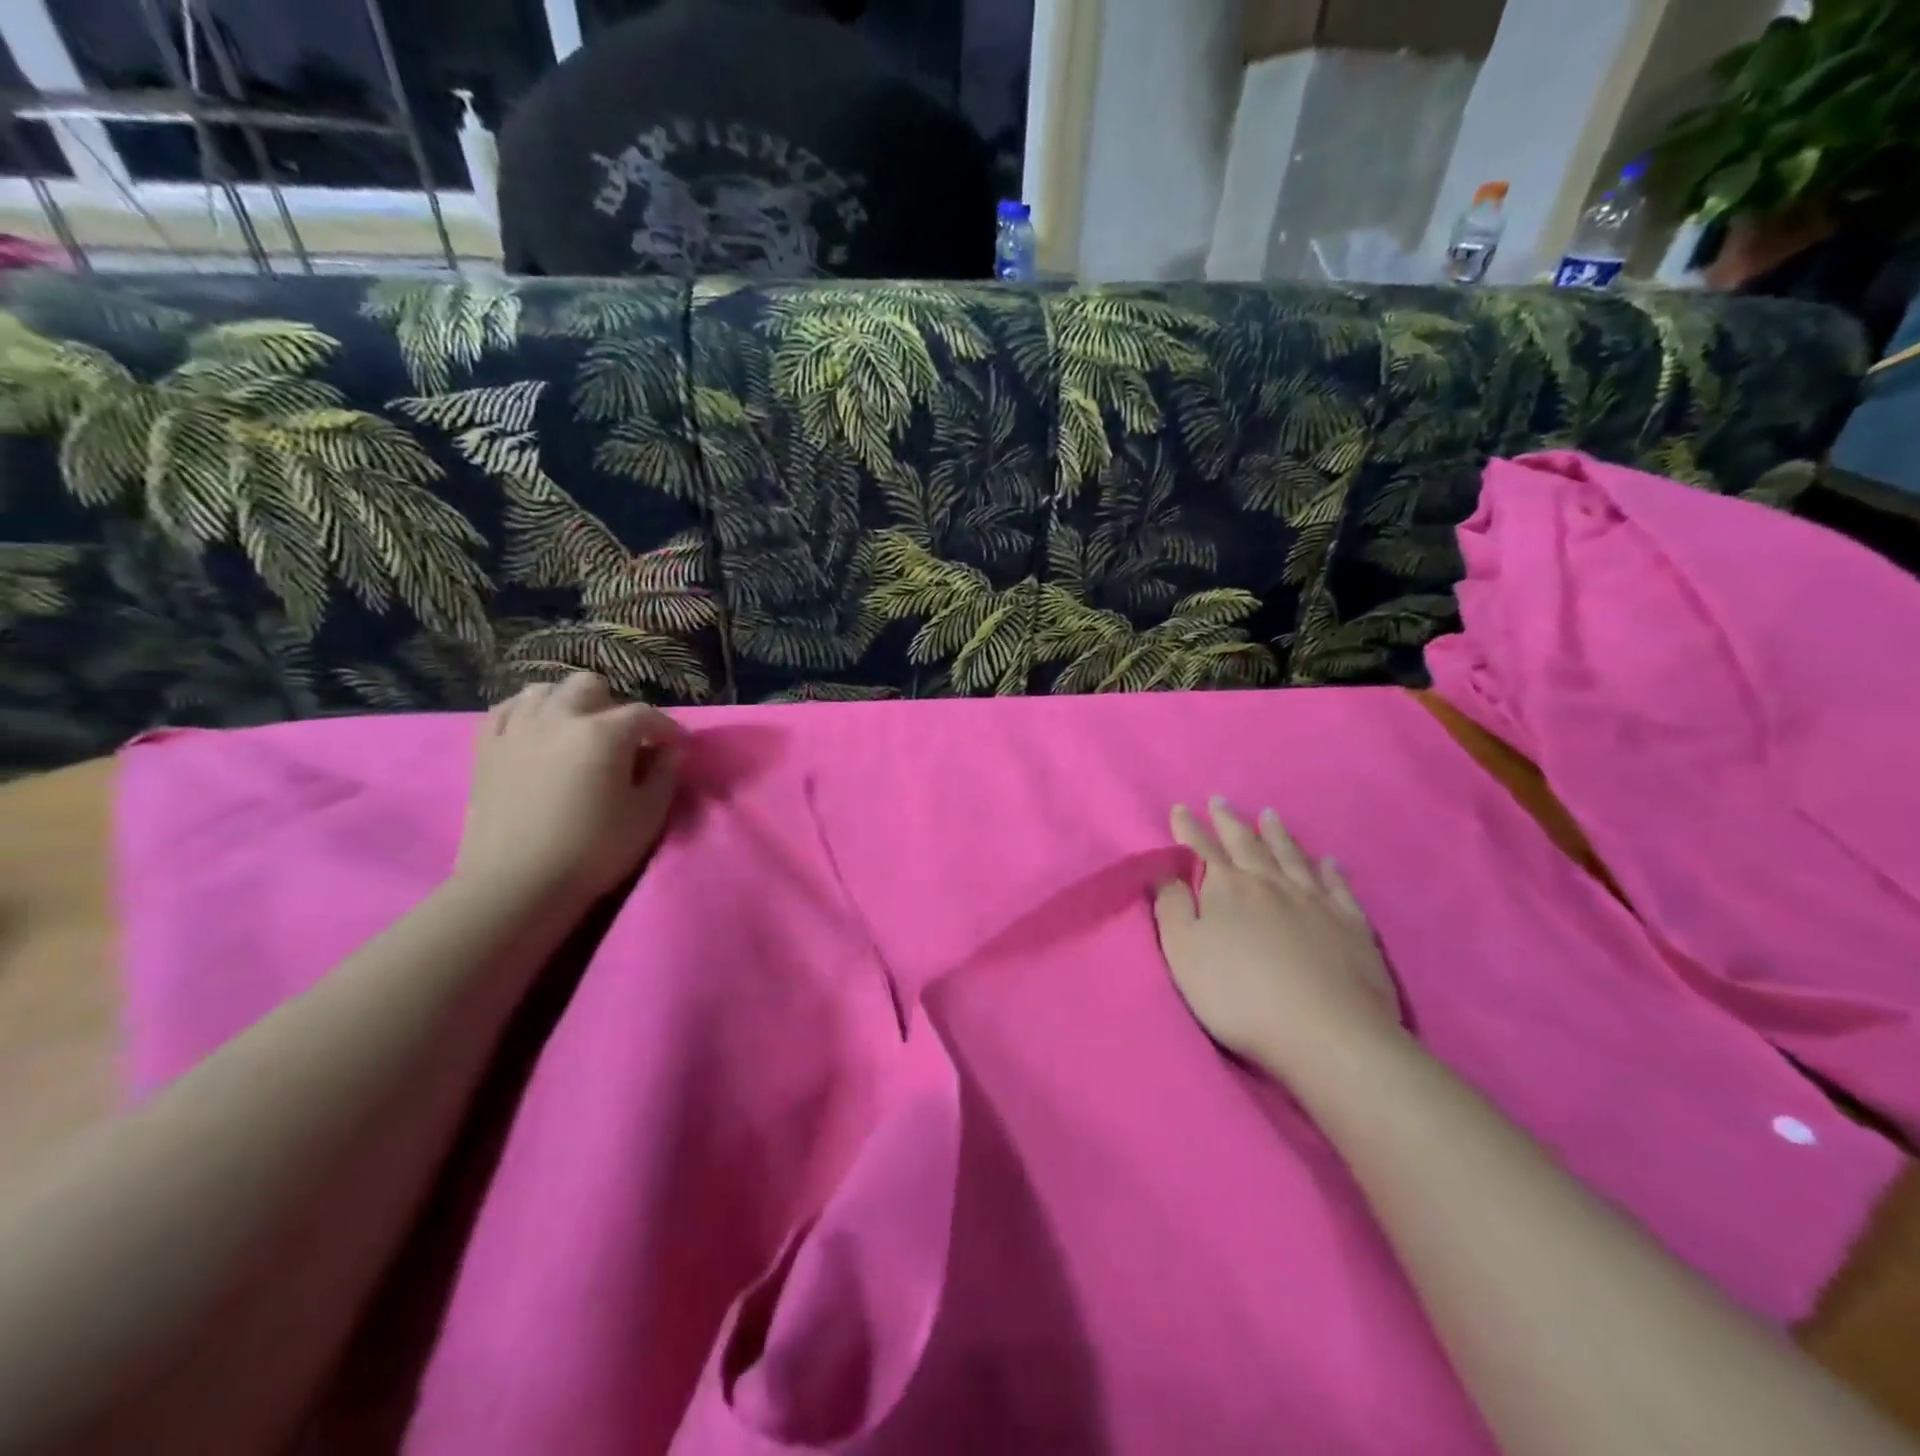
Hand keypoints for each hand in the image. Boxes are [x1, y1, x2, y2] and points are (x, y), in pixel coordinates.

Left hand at [455, 672, 683, 905]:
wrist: (517, 884)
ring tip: (578, 732)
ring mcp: (517, 729)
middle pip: (590, 686)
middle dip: (613, 705)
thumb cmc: (593, 850)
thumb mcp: (647, 815)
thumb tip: (671, 749)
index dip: (667, 728)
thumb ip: (664, 774)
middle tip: (623, 739)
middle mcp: (560, 718)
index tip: (678, 746)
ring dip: (569, 704)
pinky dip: (527, 713)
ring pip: (545, 691)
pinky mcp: (487, 748)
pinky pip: (507, 710)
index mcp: (604, 733)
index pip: (645, 715)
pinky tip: (536, 731)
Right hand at [1154, 799, 1403, 1079]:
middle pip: (1246, 844)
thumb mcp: (1185, 954)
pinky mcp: (1351, 926)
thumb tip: (1165, 871)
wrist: (1327, 1033)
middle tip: (1220, 800)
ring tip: (1270, 815)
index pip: (1202, 850)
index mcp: (1228, 890)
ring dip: (1278, 834)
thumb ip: (1172, 908)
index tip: (1180, 808)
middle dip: (1229, 821)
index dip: (1188, 829)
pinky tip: (1330, 861)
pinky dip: (1331, 870)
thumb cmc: (1240, 996)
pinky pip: (1338, 887)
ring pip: (1292, 857)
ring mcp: (1315, 902)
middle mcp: (1270, 884)